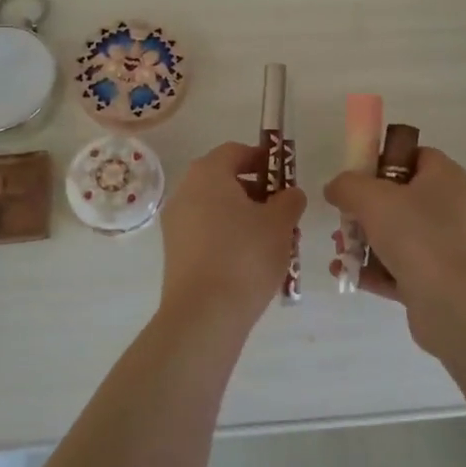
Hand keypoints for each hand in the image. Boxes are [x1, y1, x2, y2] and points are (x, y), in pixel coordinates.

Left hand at [159, 141, 305, 333]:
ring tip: (273, 240)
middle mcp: (185, 192)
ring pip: (216, 209)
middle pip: (224, 180)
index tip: (285, 177)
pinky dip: (229, 237)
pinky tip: (251, 261)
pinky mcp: (175, 253)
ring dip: (244, 216)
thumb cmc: (245, 256)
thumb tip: (289, 194)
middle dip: (256, 191)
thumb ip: (289, 200)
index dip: (264, 160)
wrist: (204, 315)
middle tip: (283, 211)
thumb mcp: (280, 223)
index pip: (236, 151)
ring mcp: (176, 224)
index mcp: (207, 173)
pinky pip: (207, 233)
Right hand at [322, 147, 465, 353]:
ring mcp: (444, 246)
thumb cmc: (417, 234)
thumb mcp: (372, 198)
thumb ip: (347, 185)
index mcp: (443, 177)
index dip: (383, 161)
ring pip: (396, 236)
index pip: (414, 156)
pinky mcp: (435, 281)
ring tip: (339, 251)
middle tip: (341, 220)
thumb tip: (335, 188)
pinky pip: (397, 269)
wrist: (455, 302)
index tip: (356, 176)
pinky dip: (371, 271)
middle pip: (399, 198)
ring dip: (363, 242)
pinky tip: (344, 273)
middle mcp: (448, 207)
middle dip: (363, 210)